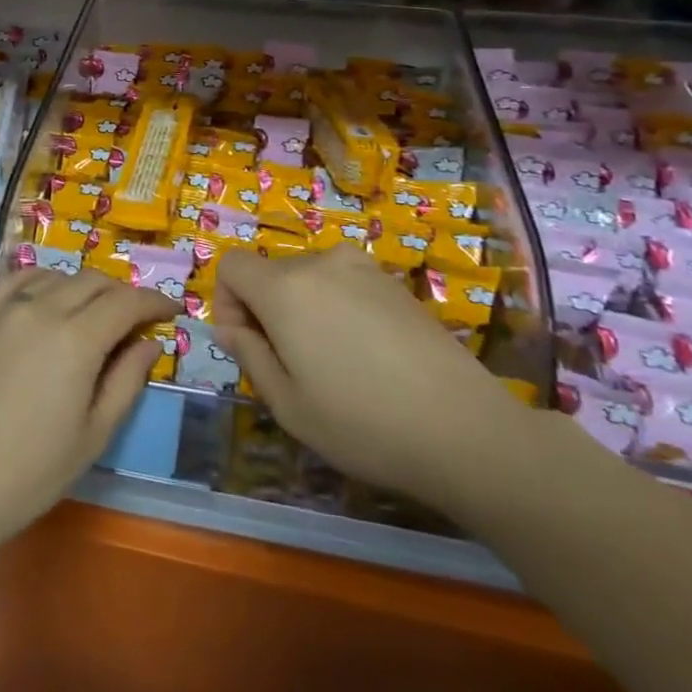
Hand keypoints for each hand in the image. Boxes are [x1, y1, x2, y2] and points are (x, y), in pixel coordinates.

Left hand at [0, 268, 175, 561]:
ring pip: (57, 276)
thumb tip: (150, 342)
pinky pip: (15, 281)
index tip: (171, 310)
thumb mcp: (93, 435)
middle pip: (94, 281)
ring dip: (84, 287)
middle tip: (136, 318)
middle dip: (122, 294)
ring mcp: (4, 310)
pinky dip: (41, 281)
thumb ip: (127, 381)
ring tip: (92, 313)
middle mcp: (41, 309)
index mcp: (76, 339)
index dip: (155, 301)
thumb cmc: (30, 473)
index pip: (127, 302)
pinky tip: (46, 298)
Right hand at [215, 247, 527, 514]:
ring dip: (303, 309)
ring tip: (333, 363)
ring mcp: (363, 268)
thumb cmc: (363, 423)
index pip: (232, 264)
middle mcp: (321, 263)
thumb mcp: (288, 404)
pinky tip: (369, 357)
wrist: (465, 429)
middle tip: (291, 366)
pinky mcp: (395, 283)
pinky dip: (338, 309)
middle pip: (270, 272)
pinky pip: (344, 283)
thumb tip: (228, 328)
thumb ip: (248, 355)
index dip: (226, 301)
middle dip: (265, 309)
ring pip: (308, 278)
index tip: (247, 344)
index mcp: (285, 288)